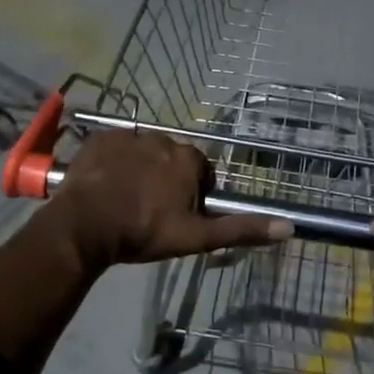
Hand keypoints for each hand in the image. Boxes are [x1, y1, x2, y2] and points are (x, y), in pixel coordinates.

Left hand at [49, 130, 290, 267]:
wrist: (85, 226)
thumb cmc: (143, 232)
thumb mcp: (196, 237)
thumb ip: (240, 229)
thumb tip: (289, 227)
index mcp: (188, 159)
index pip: (199, 172)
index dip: (191, 195)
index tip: (176, 216)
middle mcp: (162, 138)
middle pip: (170, 160)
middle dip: (164, 180)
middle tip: (148, 211)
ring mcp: (128, 135)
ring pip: (142, 153)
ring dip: (138, 170)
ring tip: (123, 200)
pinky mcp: (99, 137)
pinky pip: (113, 148)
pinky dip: (112, 163)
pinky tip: (104, 186)